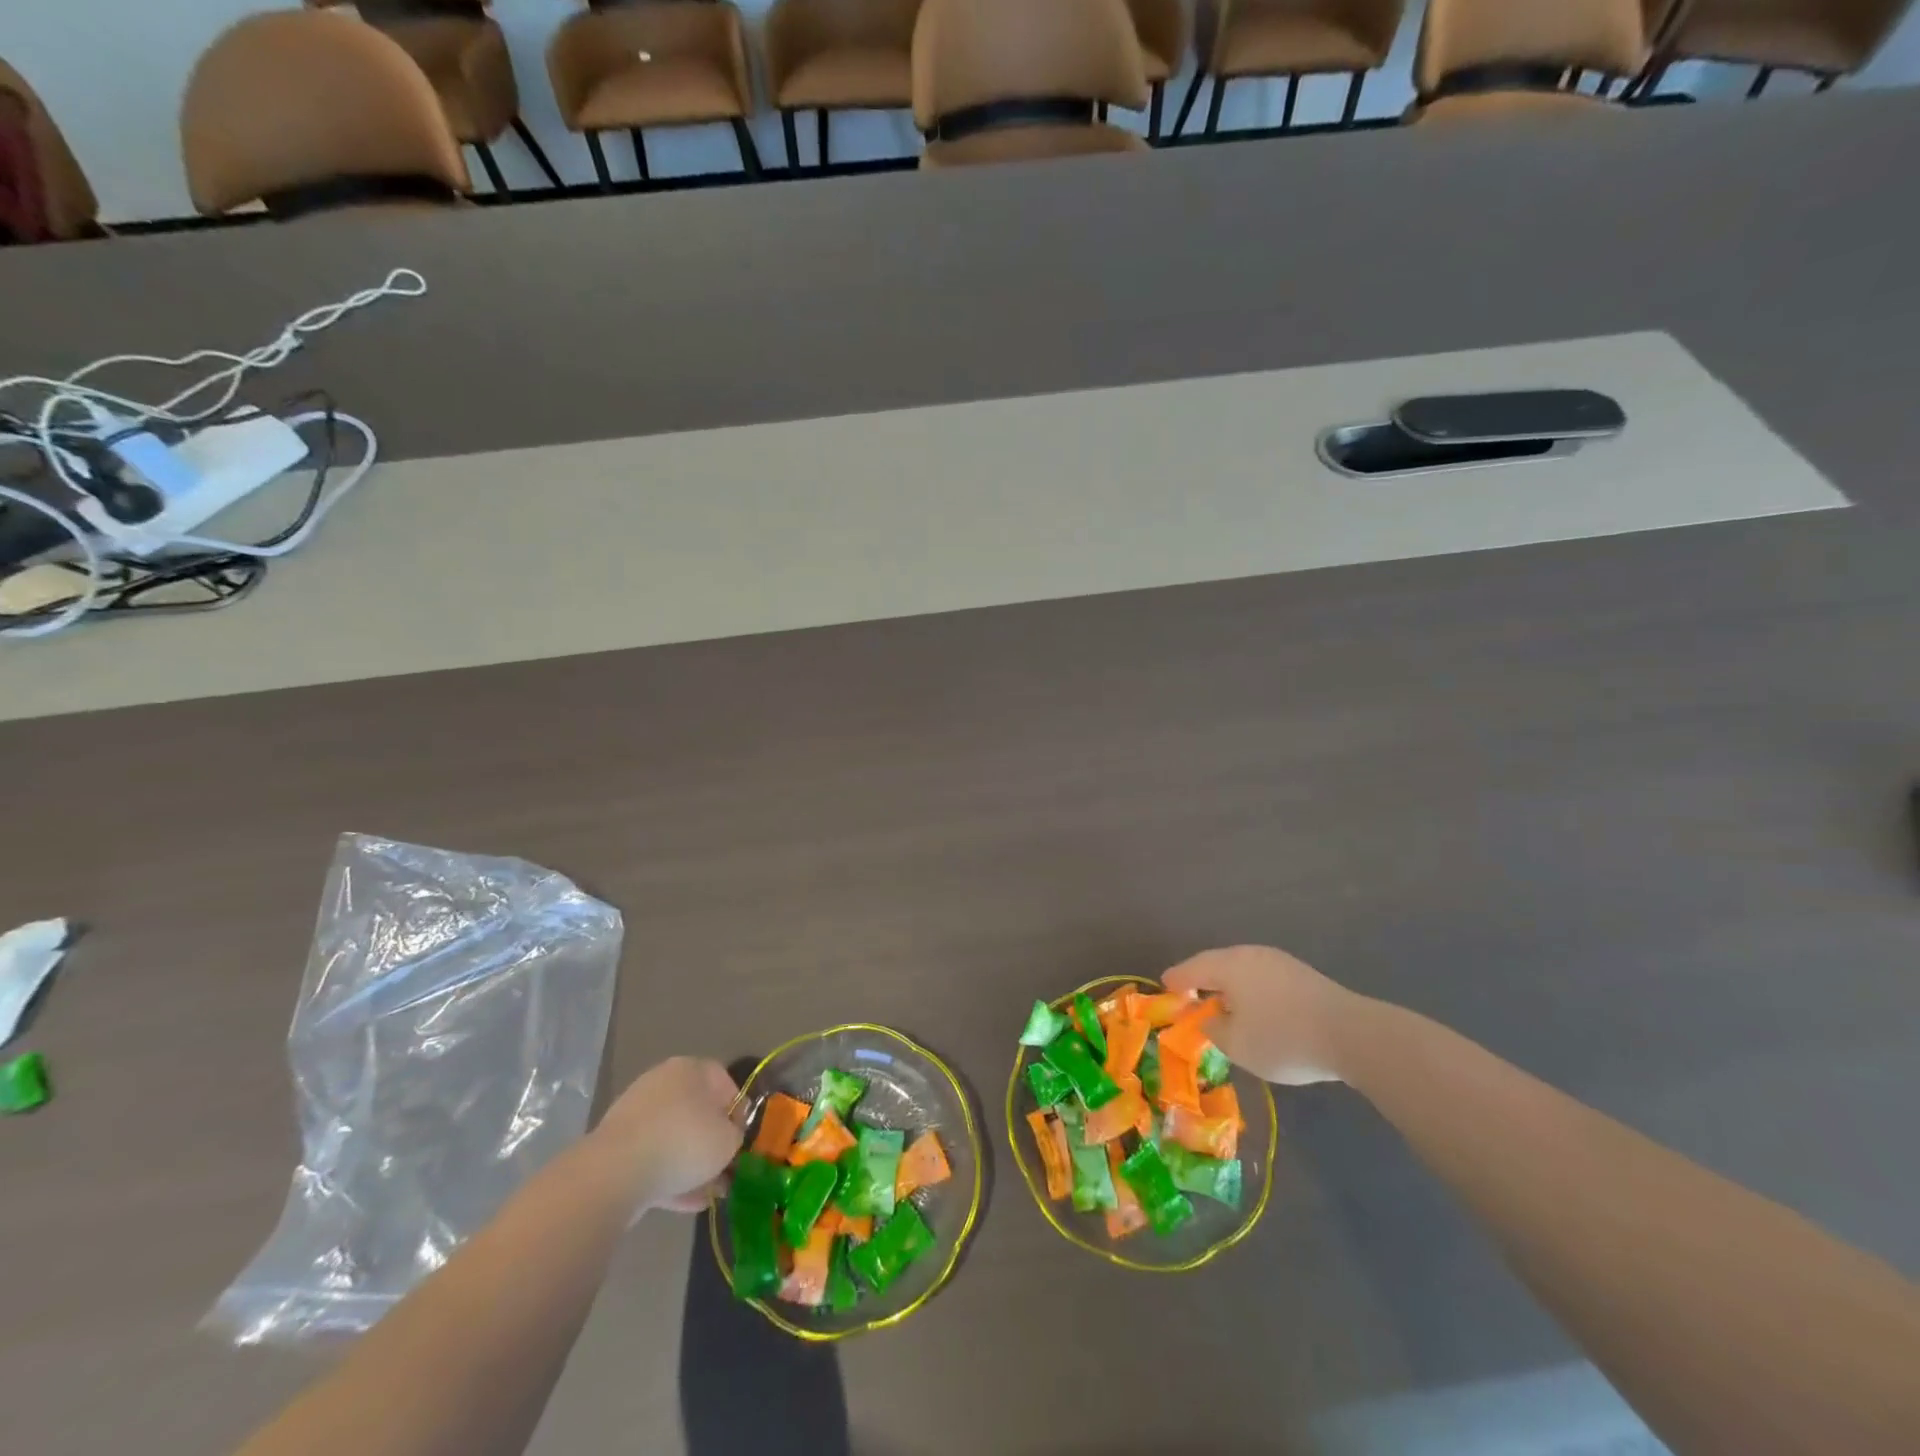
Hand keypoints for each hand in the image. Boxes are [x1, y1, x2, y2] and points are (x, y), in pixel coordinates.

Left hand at [589, 1057, 742, 1214]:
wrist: (615, 1173)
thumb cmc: (683, 1142)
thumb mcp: (727, 1140)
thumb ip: (735, 1135)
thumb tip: (728, 1137)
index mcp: (691, 1069)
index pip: (724, 1082)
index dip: (738, 1111)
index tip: (741, 1139)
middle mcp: (662, 1083)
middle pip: (697, 1111)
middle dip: (712, 1142)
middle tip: (725, 1168)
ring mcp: (636, 1115)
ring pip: (674, 1138)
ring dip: (691, 1164)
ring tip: (708, 1194)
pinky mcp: (617, 1148)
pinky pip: (652, 1159)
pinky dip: (669, 1178)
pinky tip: (687, 1203)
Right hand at [1163, 945, 1364, 1084]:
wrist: (1352, 1035)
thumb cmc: (1283, 1038)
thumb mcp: (1238, 1045)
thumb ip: (1214, 1028)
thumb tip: (1210, 1016)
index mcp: (1229, 966)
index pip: (1192, 968)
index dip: (1176, 980)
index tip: (1165, 987)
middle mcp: (1251, 955)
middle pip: (1217, 963)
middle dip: (1202, 979)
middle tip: (1189, 994)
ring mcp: (1279, 961)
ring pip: (1242, 969)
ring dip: (1228, 984)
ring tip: (1221, 1003)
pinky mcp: (1301, 975)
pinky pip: (1262, 977)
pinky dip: (1250, 989)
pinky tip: (1254, 1007)